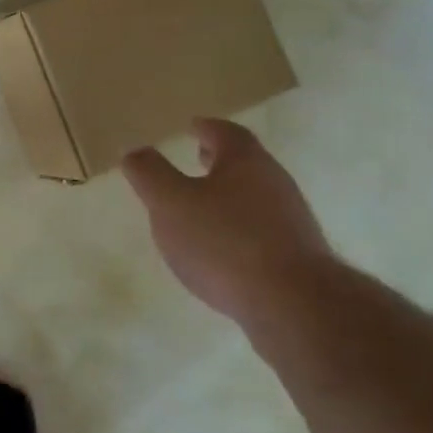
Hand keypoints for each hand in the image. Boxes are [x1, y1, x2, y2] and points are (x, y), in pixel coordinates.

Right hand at [122, 119, 334, 321]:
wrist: (293, 305)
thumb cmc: (224, 242)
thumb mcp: (170, 203)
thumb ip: (149, 174)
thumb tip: (135, 152)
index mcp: (246, 162)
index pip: (225, 132)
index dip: (206, 128)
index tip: (192, 127)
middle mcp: (275, 183)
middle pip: (246, 162)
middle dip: (220, 160)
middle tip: (198, 158)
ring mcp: (291, 221)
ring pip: (255, 196)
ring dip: (230, 195)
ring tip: (203, 207)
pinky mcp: (297, 257)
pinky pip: (262, 229)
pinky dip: (240, 227)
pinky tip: (223, 249)